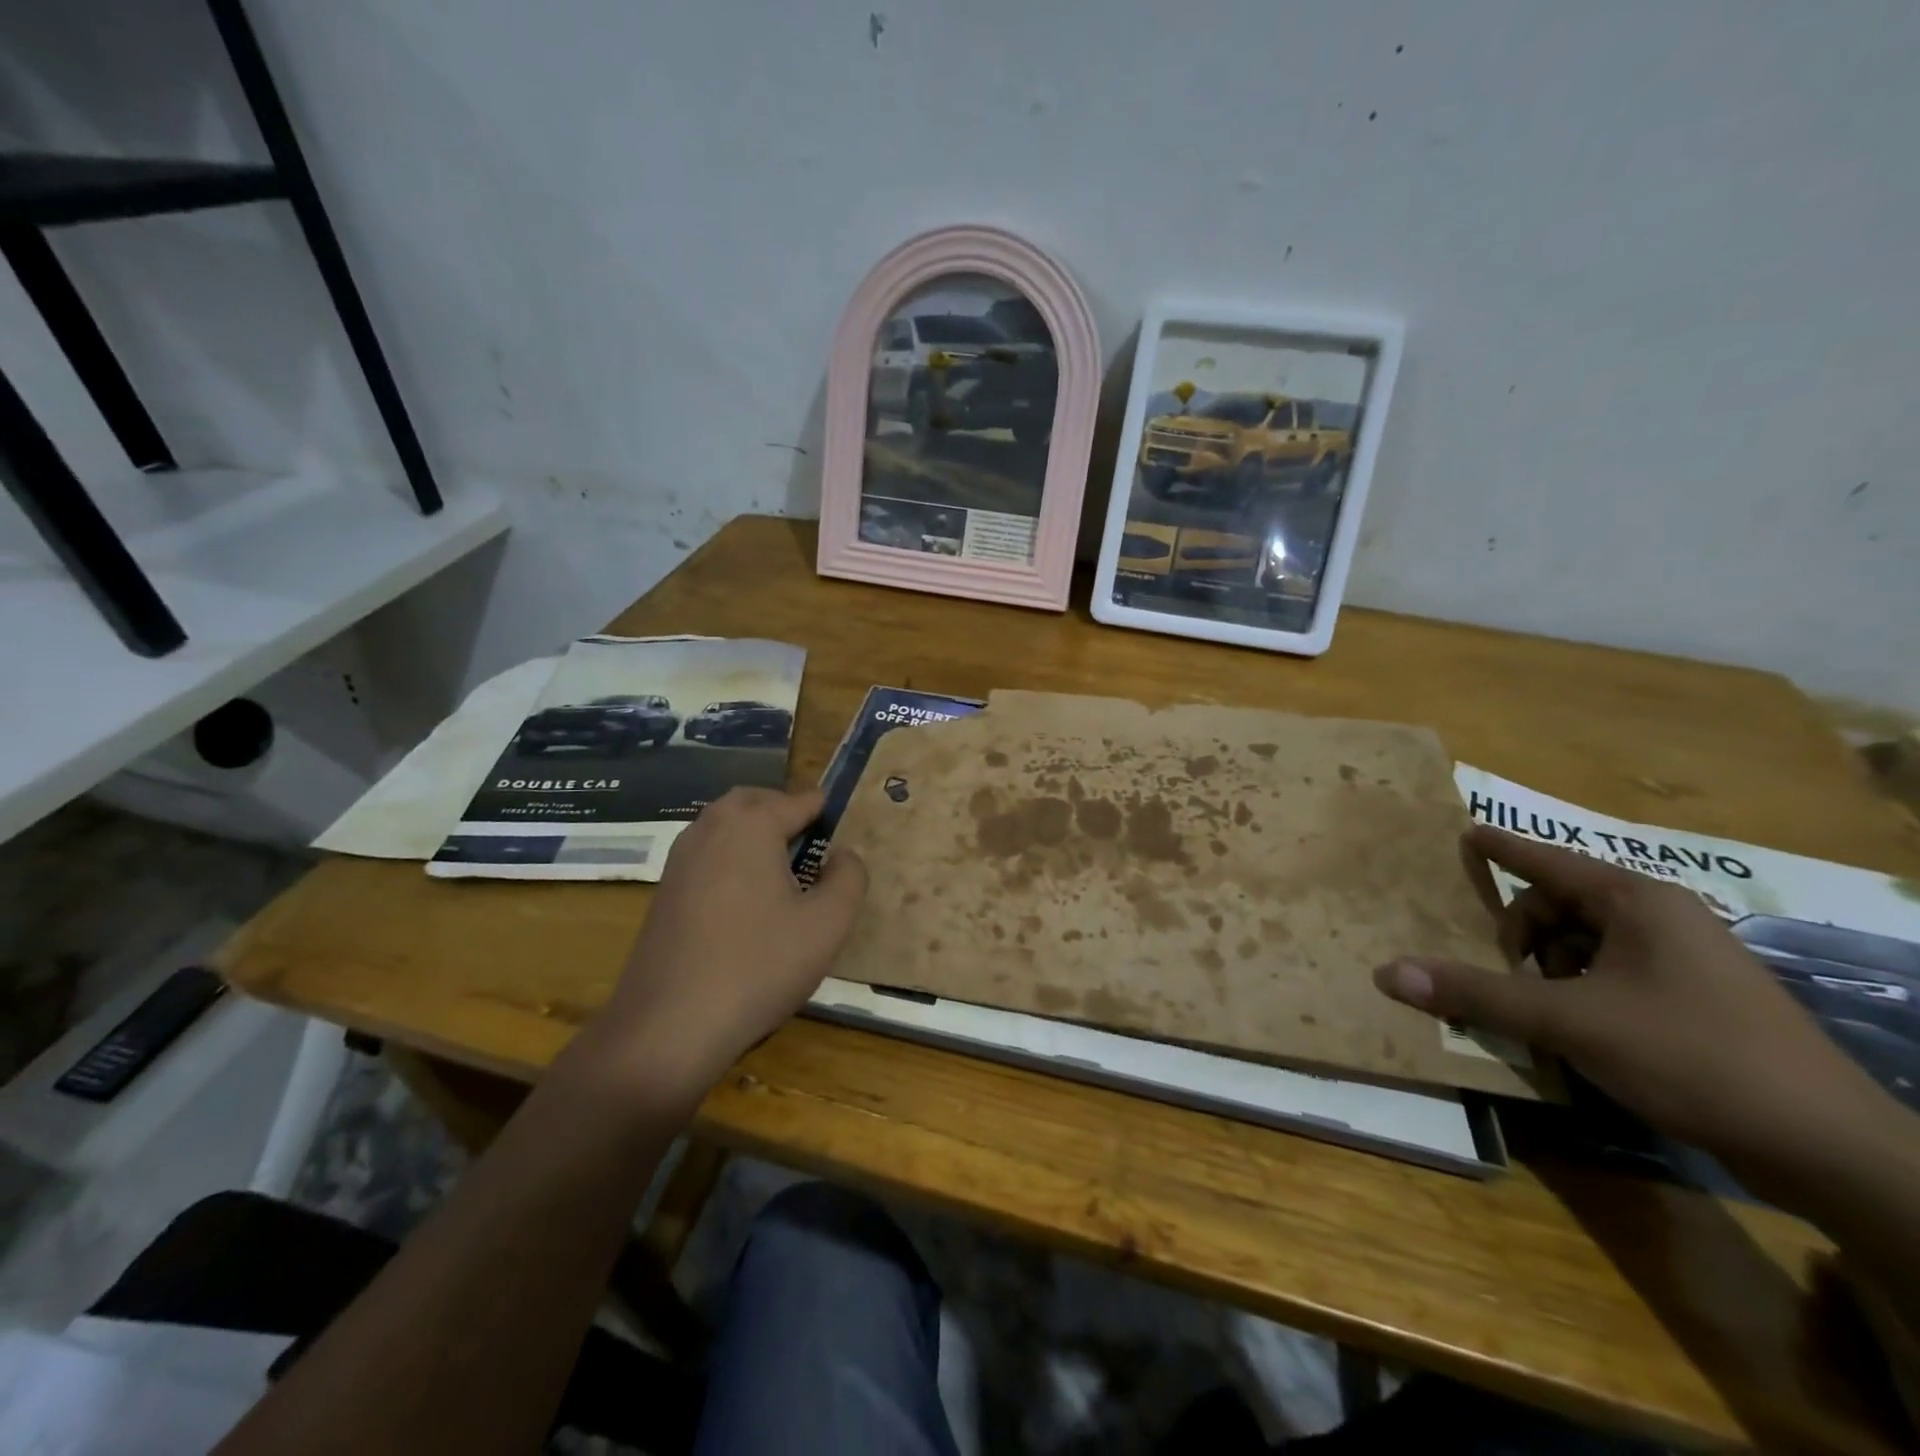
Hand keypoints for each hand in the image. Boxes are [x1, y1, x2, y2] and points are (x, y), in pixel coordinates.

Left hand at [579, 787, 866, 1106]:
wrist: (669, 1026)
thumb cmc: (758, 966)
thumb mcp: (827, 924)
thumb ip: (849, 878)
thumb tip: (844, 855)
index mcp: (751, 826)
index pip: (797, 800)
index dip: (822, 809)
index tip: (839, 823)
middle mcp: (710, 830)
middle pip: (751, 801)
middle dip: (782, 808)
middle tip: (810, 836)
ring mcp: (680, 861)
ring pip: (721, 825)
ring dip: (751, 830)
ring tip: (781, 865)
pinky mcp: (664, 892)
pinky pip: (704, 854)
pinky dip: (729, 856)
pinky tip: (746, 898)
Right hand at [1373, 825, 1881, 1170]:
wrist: (1828, 1148)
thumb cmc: (1690, 1056)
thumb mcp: (1569, 1022)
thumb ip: (1475, 993)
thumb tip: (1386, 972)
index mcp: (1637, 903)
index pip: (1549, 860)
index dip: (1502, 847)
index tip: (1466, 832)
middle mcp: (1662, 919)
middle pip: (1561, 906)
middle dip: (1522, 936)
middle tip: (1503, 974)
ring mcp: (1685, 961)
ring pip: (1586, 944)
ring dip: (1548, 969)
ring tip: (1537, 1010)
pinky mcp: (1697, 1001)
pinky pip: (1613, 974)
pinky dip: (1578, 991)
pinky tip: (1573, 1029)